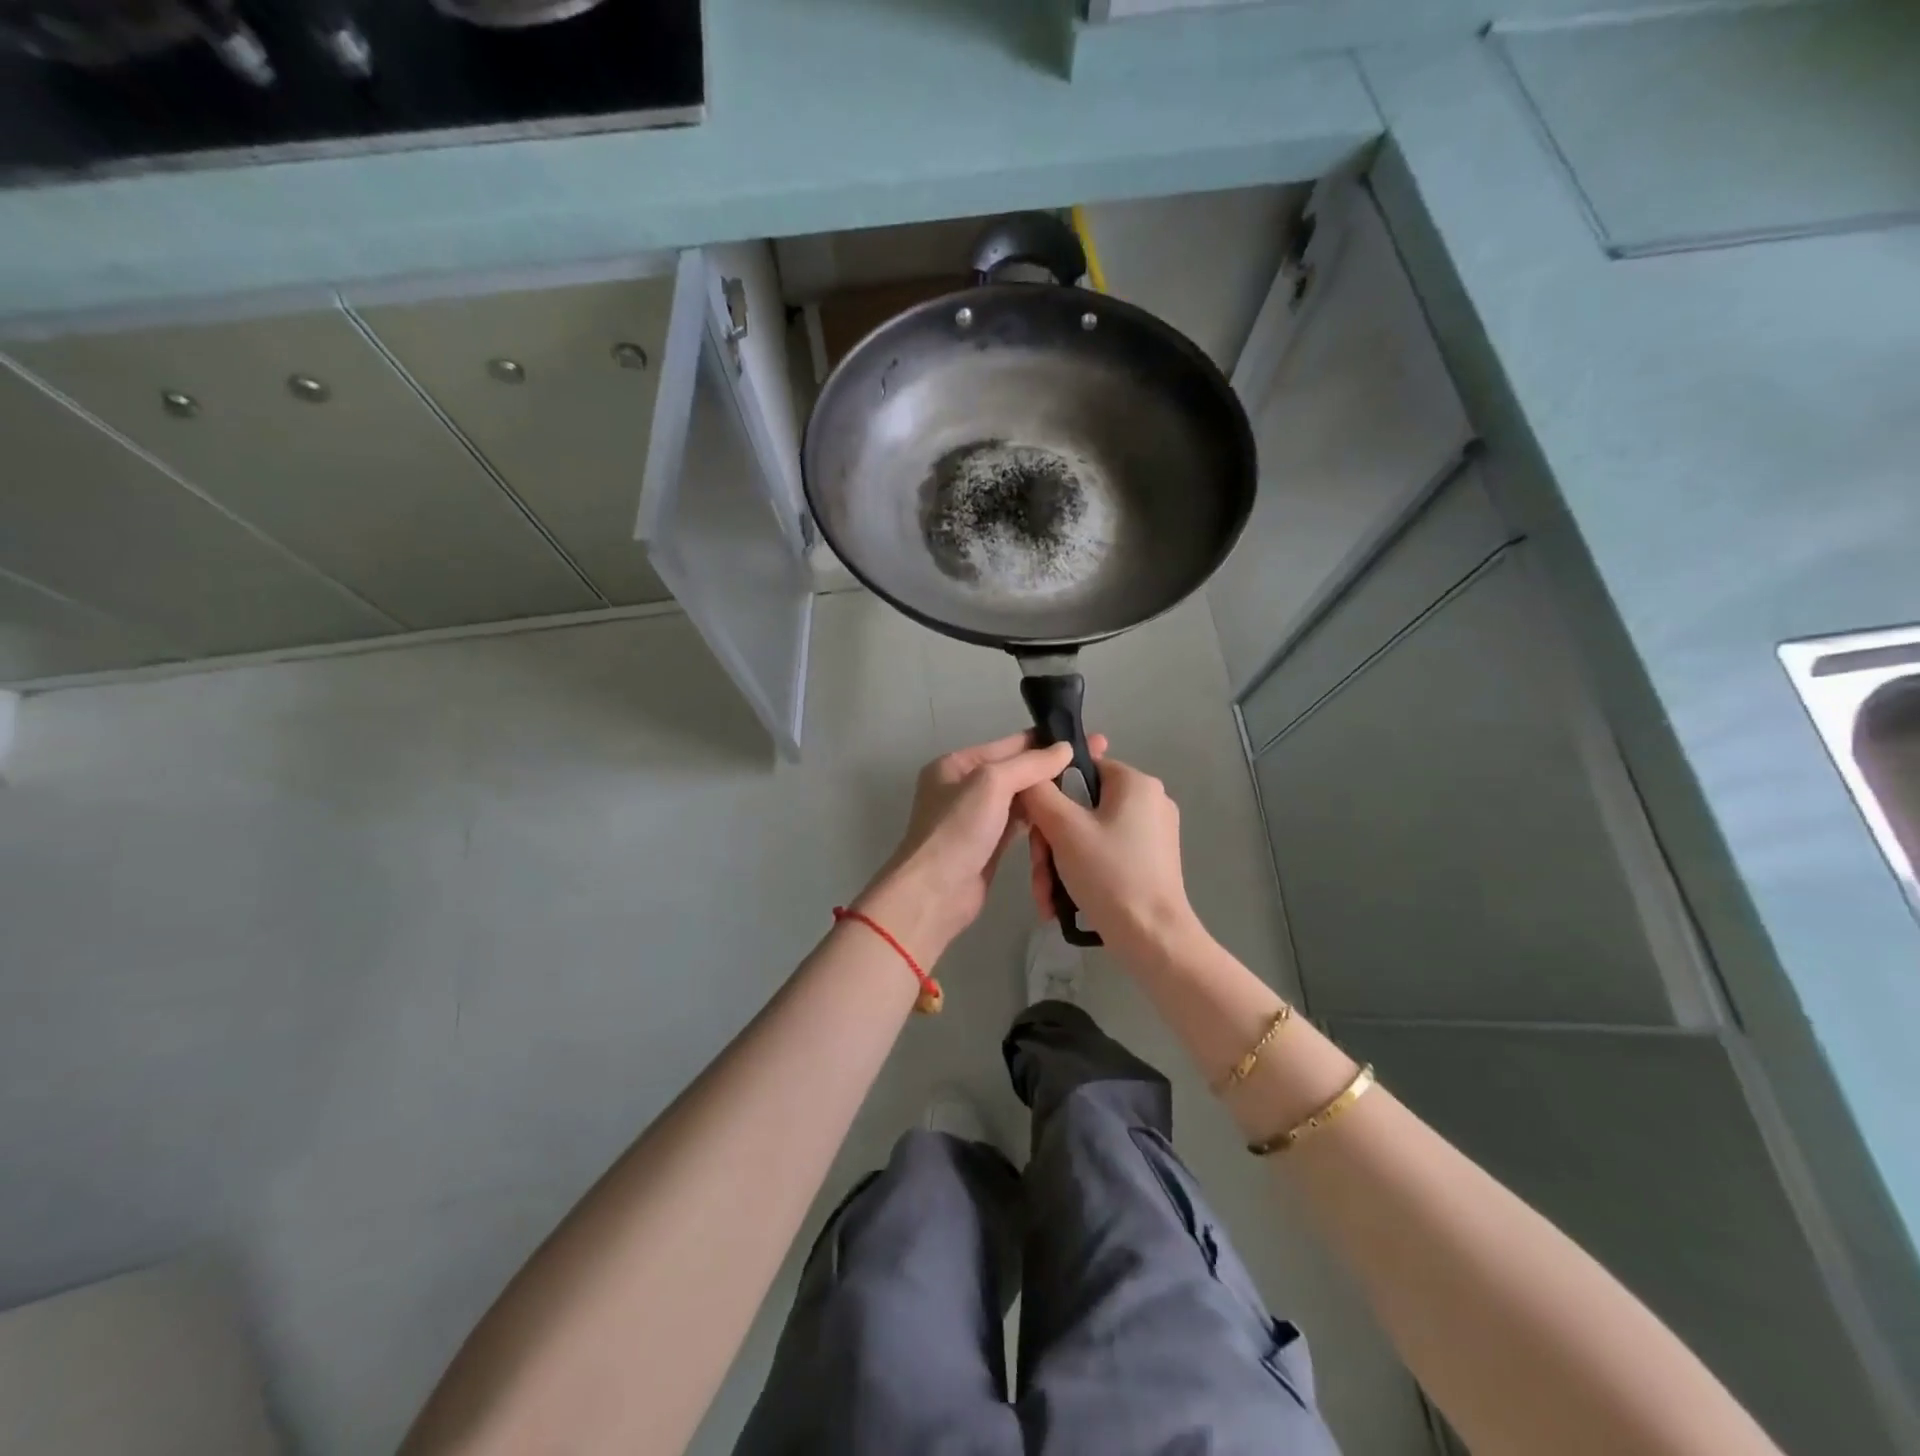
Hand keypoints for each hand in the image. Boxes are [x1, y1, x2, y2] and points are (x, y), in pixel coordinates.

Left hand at [857, 731, 1109, 962]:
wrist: (935, 894)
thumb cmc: (957, 830)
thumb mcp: (991, 784)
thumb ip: (1029, 764)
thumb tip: (1066, 747)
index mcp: (956, 765)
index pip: (1009, 745)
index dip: (1046, 742)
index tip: (1087, 741)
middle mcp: (964, 787)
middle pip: (1016, 771)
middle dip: (1052, 768)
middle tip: (1096, 763)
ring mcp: (976, 818)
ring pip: (1020, 798)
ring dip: (1048, 794)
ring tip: (1088, 786)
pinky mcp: (989, 845)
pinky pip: (1020, 824)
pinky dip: (1040, 818)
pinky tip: (1066, 814)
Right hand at [1019, 756, 1200, 969]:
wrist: (1153, 938)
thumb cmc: (1110, 874)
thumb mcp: (1064, 829)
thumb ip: (1039, 793)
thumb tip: (1028, 777)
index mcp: (1136, 783)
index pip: (1081, 768)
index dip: (1051, 793)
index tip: (1035, 826)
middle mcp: (1149, 801)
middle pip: (1081, 808)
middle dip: (1051, 843)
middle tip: (1039, 873)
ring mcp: (1153, 834)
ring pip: (1089, 835)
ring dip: (1060, 864)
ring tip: (1047, 897)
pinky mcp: (1151, 862)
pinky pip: (1105, 855)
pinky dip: (1082, 873)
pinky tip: (1062, 903)